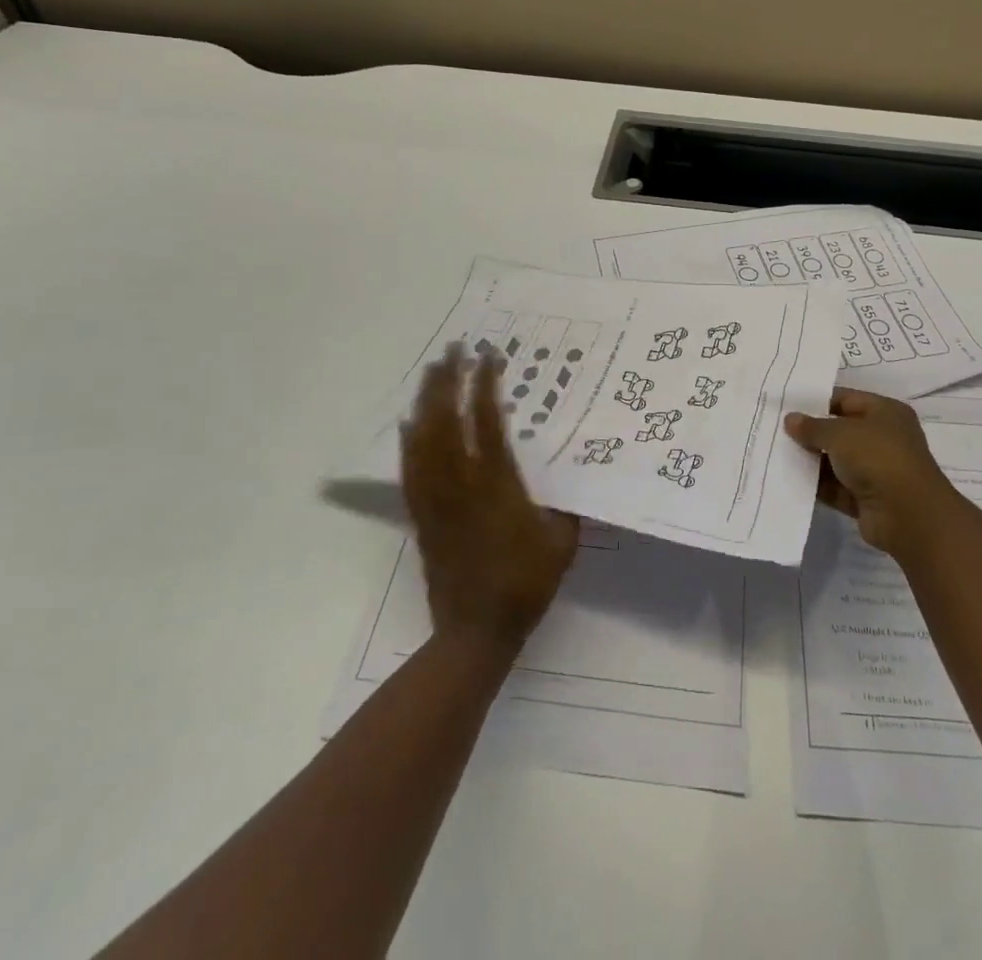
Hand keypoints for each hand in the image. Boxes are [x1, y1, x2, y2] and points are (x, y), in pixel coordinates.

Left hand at [401, 345, 579, 654]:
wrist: (475, 631)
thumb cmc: (525, 584)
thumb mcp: (562, 542)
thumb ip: (566, 505)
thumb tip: (572, 477)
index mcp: (497, 485)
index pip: (487, 422)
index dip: (485, 385)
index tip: (489, 356)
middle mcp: (461, 484)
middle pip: (446, 420)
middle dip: (448, 380)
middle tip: (453, 349)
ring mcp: (436, 498)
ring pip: (423, 439)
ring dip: (426, 400)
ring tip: (432, 371)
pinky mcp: (422, 515)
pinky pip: (410, 468)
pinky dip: (409, 439)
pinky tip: (409, 420)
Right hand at [785, 389, 964, 556]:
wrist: (909, 516)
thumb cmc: (878, 458)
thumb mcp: (840, 434)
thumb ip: (813, 427)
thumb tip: (790, 420)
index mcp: (885, 412)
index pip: (845, 399)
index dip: (816, 401)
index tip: (786, 405)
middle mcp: (882, 438)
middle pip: (839, 430)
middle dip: (810, 432)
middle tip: (775, 429)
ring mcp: (875, 470)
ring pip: (835, 460)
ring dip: (810, 460)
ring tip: (775, 453)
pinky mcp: (866, 498)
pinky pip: (835, 487)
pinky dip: (816, 485)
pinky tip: (788, 479)